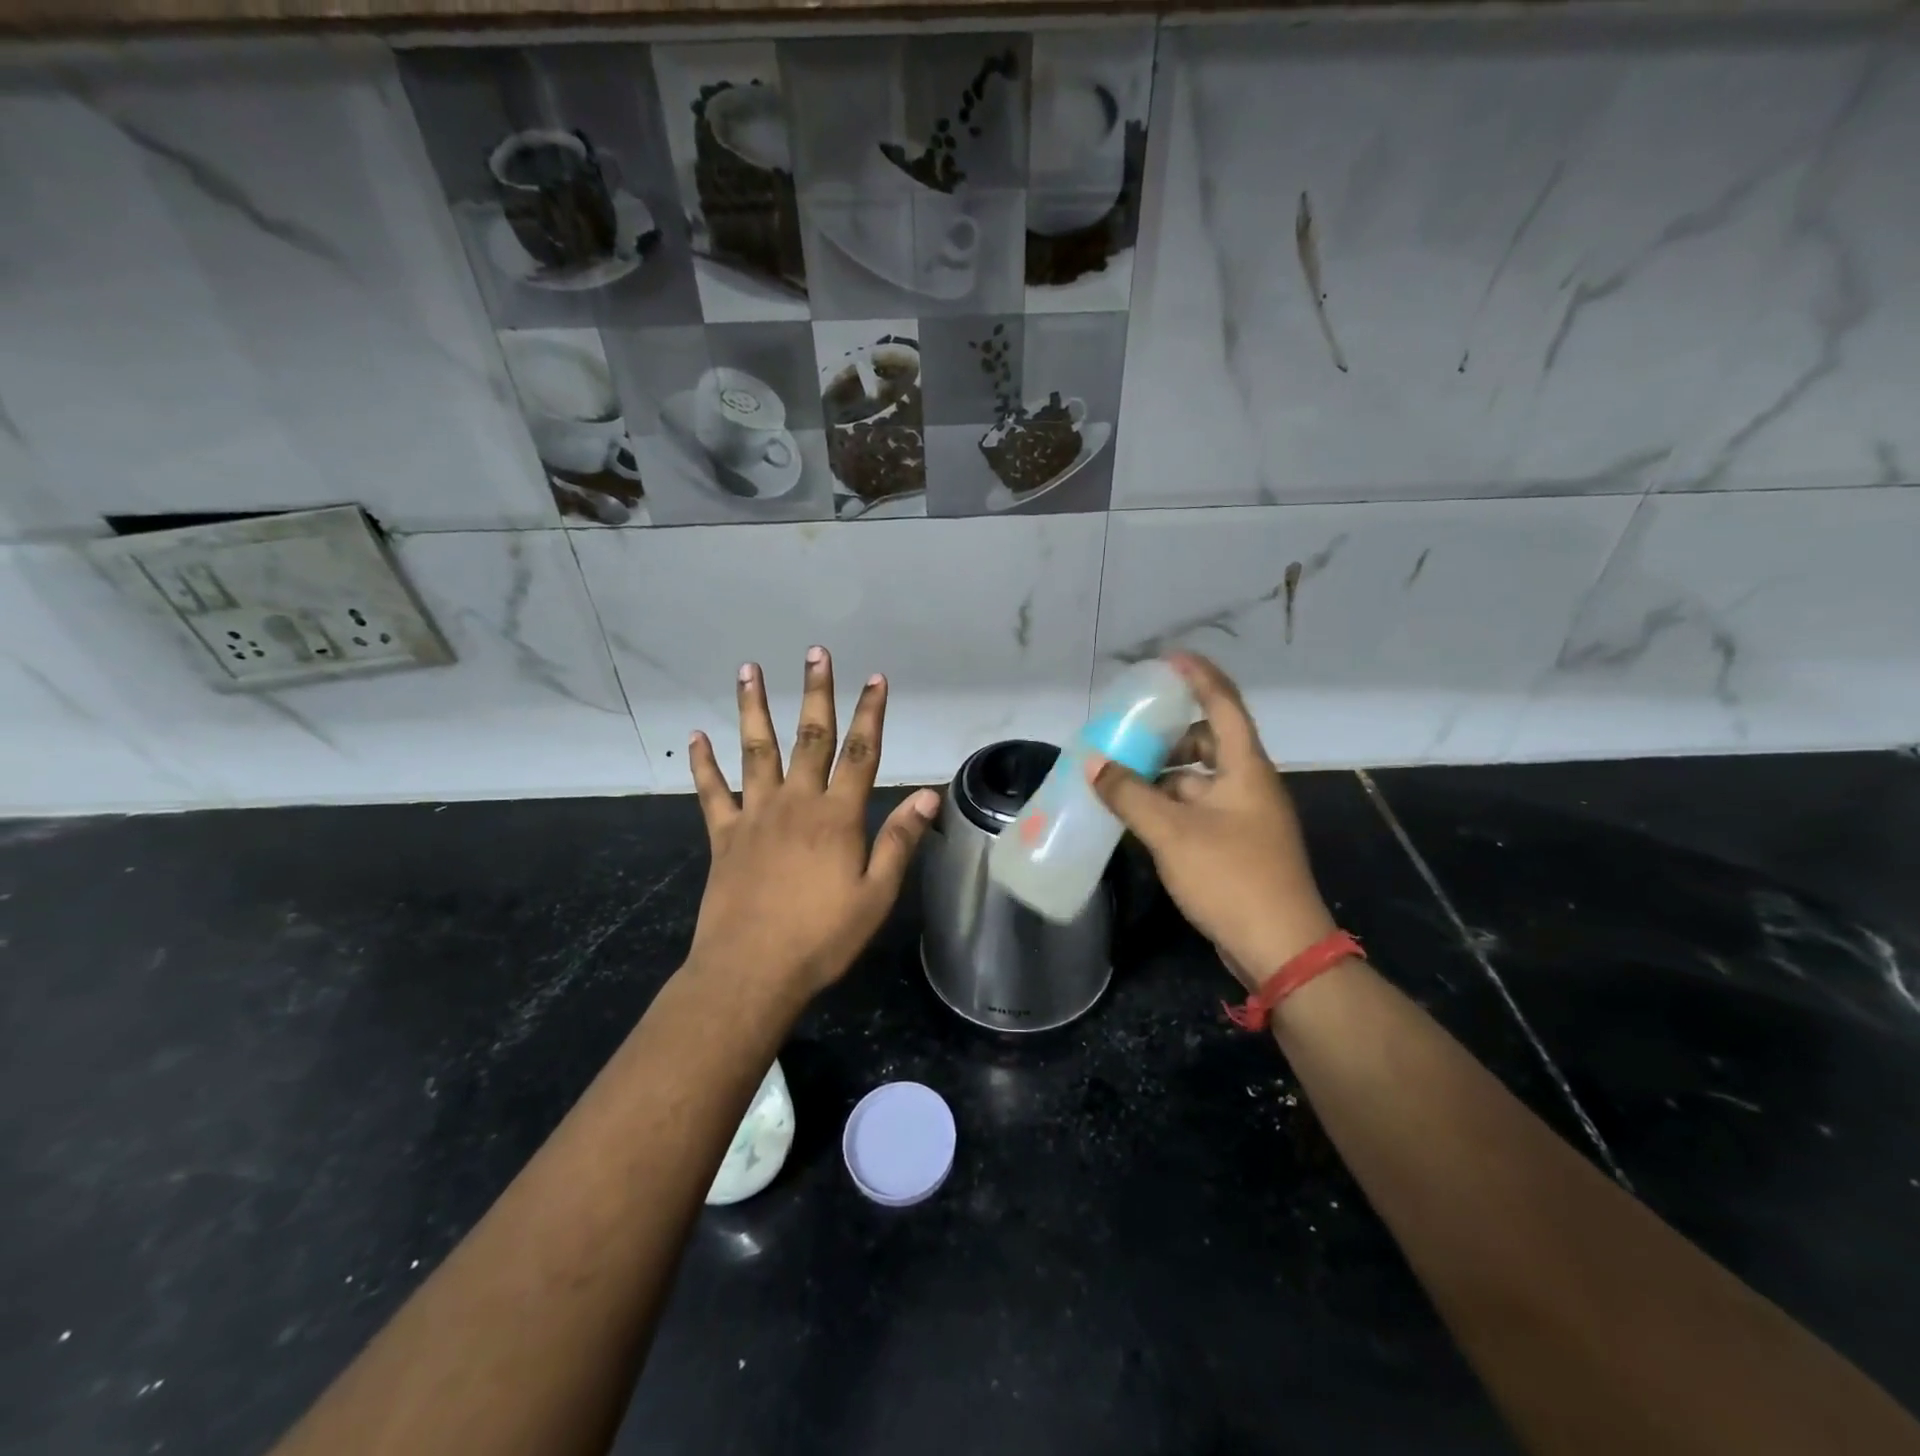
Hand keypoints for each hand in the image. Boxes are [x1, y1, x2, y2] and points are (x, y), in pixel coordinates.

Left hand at [685, 647, 939, 1001]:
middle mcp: (796, 803)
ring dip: (753, 708)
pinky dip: (703, 763)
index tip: (875, 678)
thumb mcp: (876, 895)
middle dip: (816, 692)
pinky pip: (712, 792)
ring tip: (748, 670)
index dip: (871, 713)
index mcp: (837, 816)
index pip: (861, 753)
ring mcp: (755, 815)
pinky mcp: (724, 836)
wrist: (751, 971)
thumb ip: (900, 841)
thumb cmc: (822, 937)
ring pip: (756, 750)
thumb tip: (927, 795)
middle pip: (810, 737)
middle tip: (815, 653)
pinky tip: (695, 736)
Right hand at [1086, 653, 1334, 988]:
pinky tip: (1139, 818)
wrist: (1280, 947)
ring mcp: (1246, 818)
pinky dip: (1170, 807)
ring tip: (1121, 782)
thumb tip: (1094, 764)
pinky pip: (1199, 810)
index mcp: (1245, 769)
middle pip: (1210, 743)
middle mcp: (1249, 785)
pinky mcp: (1237, 846)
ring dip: (1164, 777)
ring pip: (1200, 781)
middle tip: (1131, 736)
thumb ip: (1129, 795)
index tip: (1170, 659)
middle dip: (1171, 736)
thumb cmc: (1230, 877)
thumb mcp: (1172, 832)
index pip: (1224, 705)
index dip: (1199, 677)